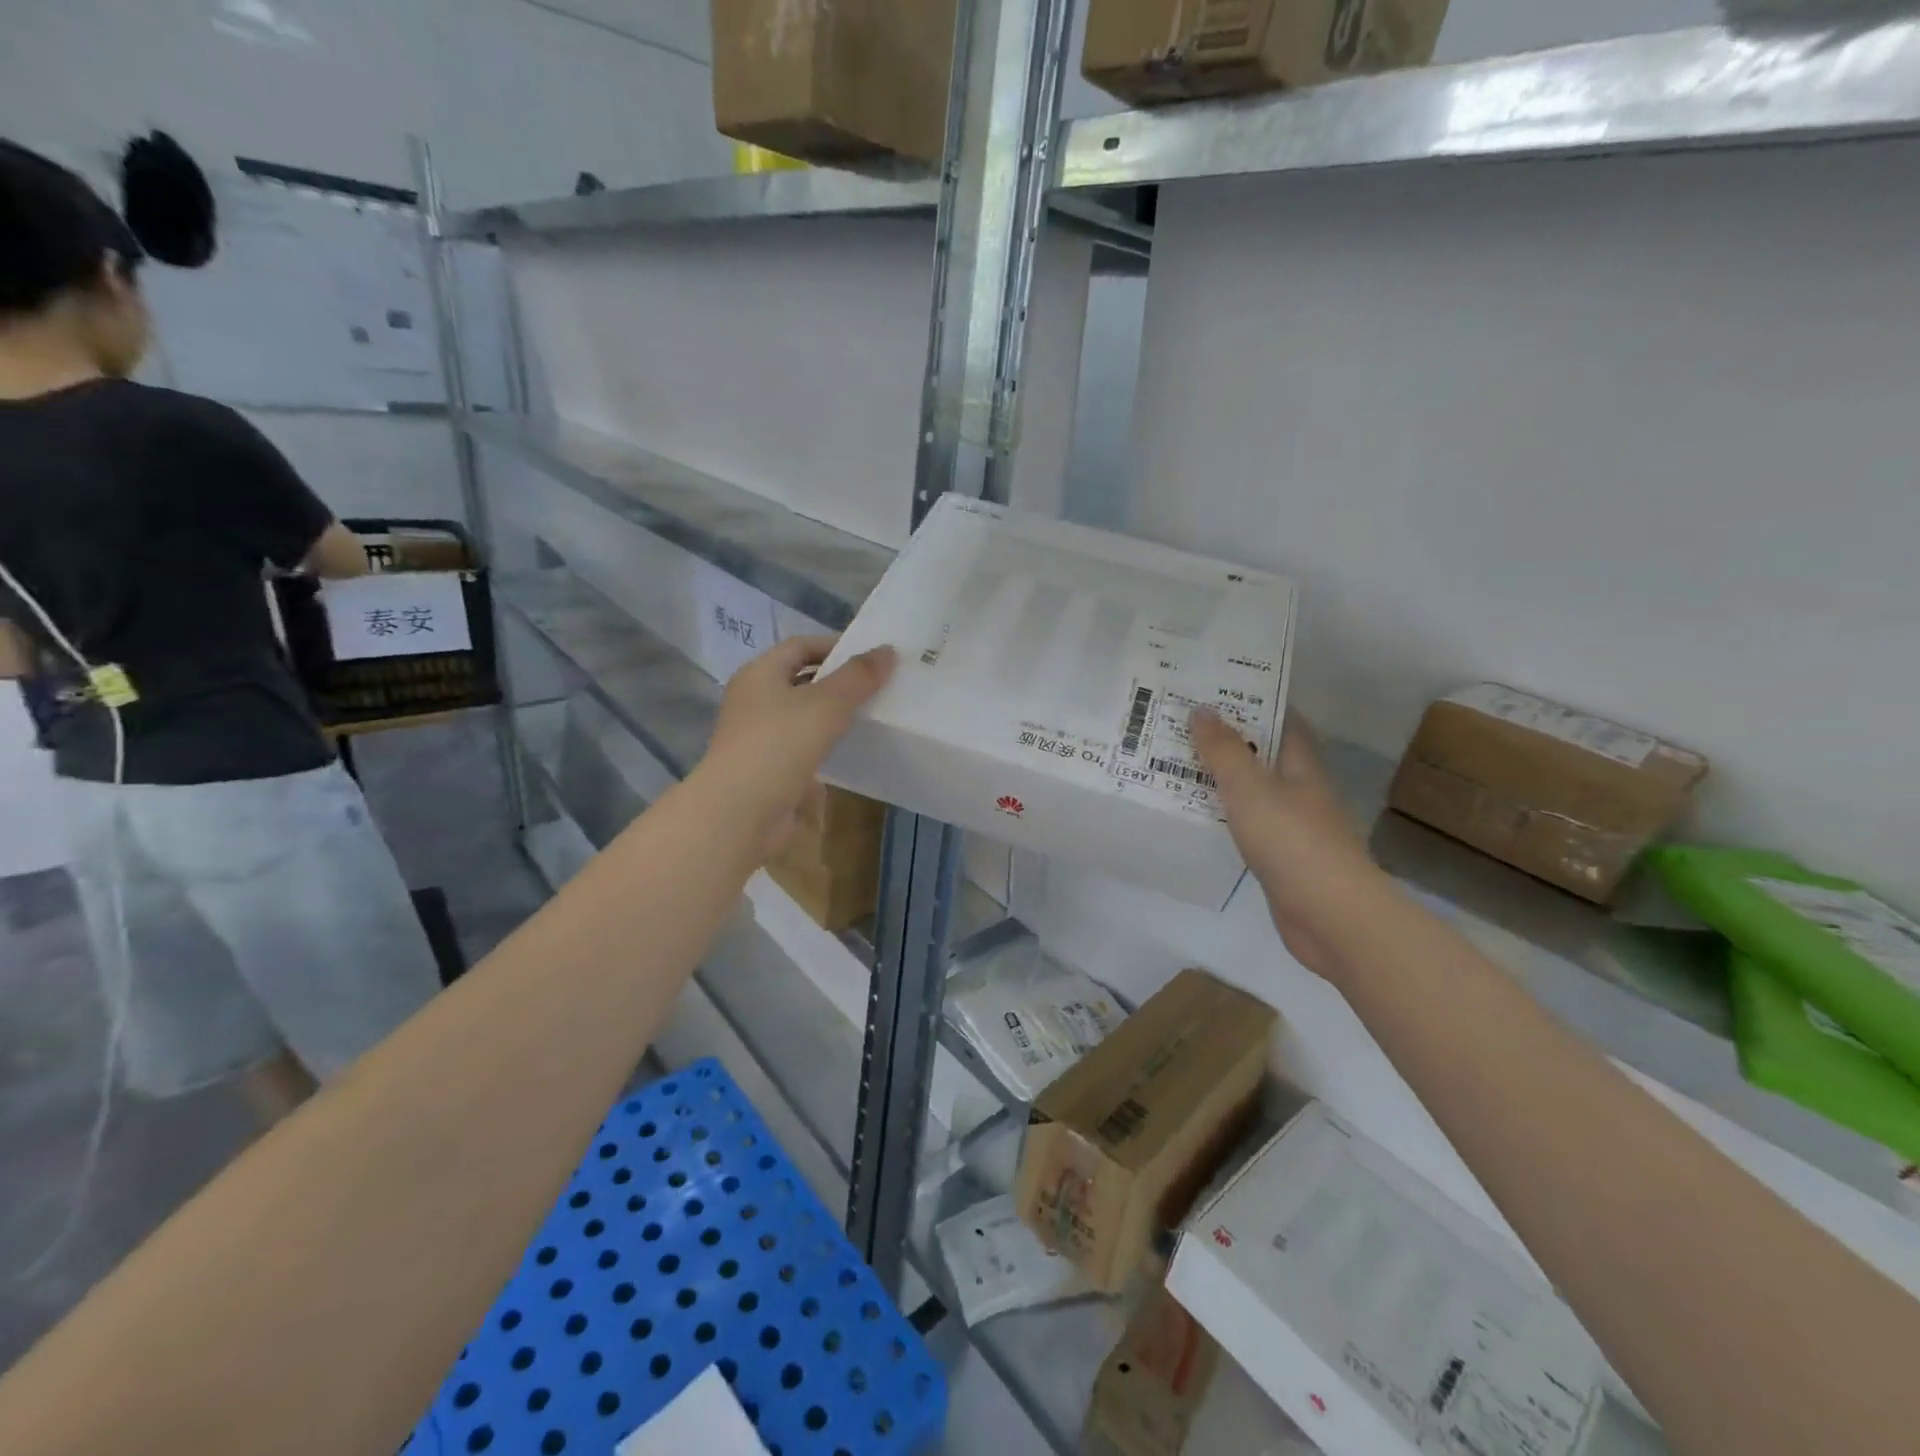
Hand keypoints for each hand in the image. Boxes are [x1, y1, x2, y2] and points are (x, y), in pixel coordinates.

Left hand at [699, 635, 895, 857]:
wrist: (741, 814)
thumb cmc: (779, 745)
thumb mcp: (825, 703)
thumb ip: (858, 677)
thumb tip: (888, 650)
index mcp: (760, 674)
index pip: (800, 646)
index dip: (835, 645)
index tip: (873, 655)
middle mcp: (756, 701)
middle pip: (802, 680)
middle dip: (839, 680)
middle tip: (881, 683)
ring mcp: (761, 737)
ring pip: (805, 716)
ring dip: (836, 714)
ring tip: (875, 713)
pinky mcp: (771, 769)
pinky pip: (805, 747)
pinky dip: (829, 743)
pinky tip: (855, 747)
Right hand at [1190, 708, 1386, 975]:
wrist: (1331, 917)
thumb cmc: (1293, 842)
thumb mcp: (1250, 788)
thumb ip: (1224, 750)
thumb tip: (1201, 709)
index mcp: (1302, 767)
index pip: (1283, 722)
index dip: (1255, 702)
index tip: (1217, 689)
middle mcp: (1302, 791)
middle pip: (1265, 755)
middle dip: (1230, 740)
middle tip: (1183, 726)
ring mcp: (1294, 828)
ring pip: (1253, 792)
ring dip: (1223, 779)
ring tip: (1178, 764)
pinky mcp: (1282, 860)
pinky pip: (1247, 826)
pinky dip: (1224, 816)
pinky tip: (1197, 817)